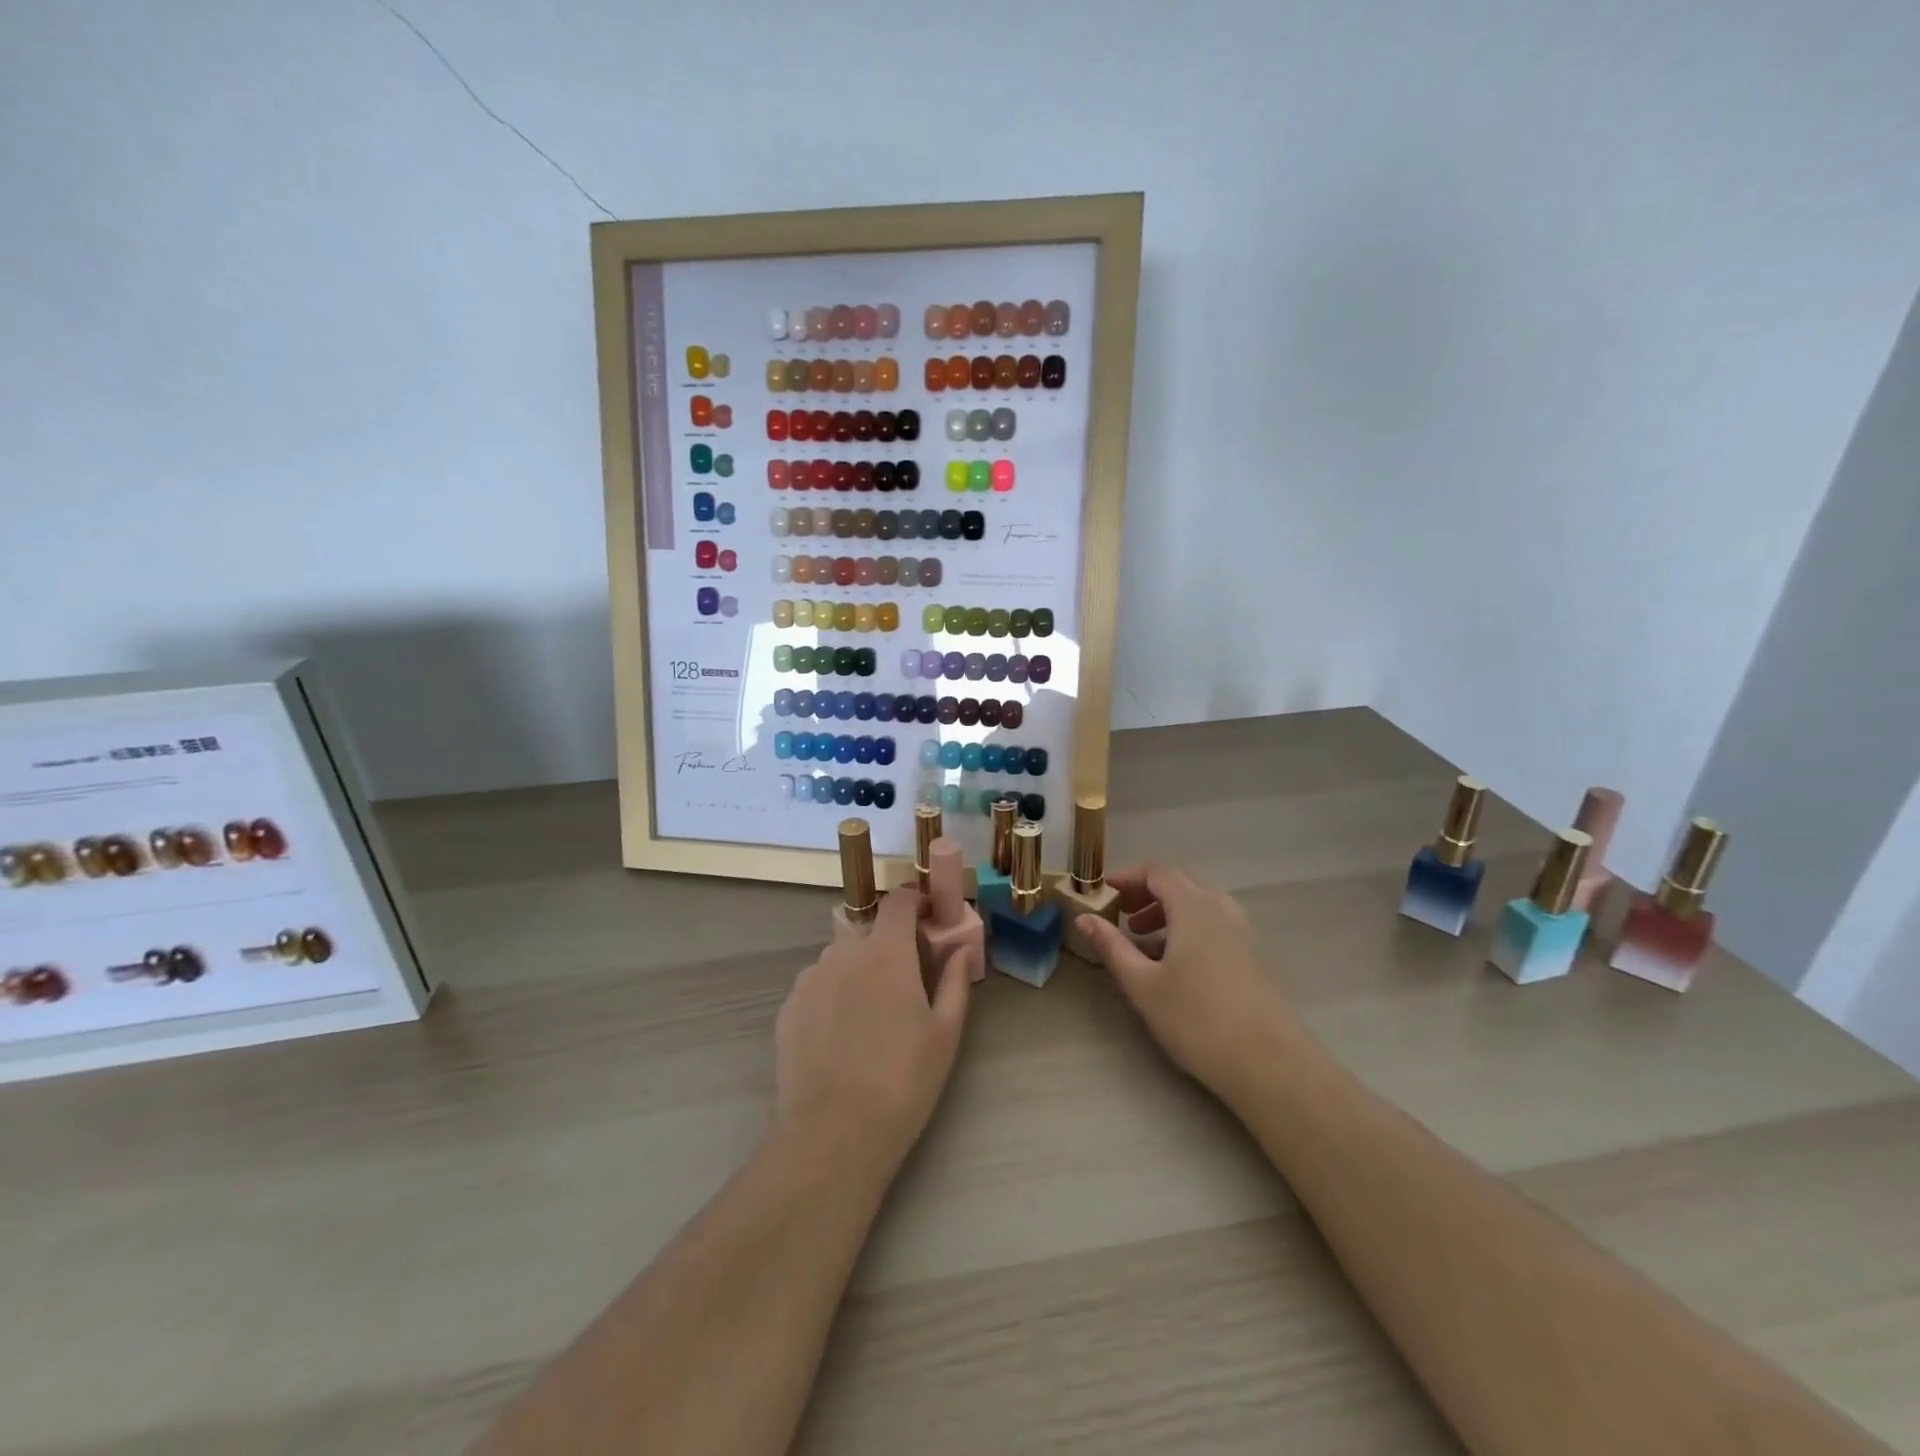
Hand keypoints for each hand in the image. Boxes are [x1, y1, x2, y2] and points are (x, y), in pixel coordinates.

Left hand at [775, 888, 970, 1172]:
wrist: (834, 1132)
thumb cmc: (903, 1080)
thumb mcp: (945, 1033)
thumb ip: (956, 981)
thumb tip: (962, 949)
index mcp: (886, 953)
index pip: (899, 902)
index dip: (915, 900)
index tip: (928, 915)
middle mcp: (843, 954)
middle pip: (868, 931)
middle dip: (887, 944)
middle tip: (903, 982)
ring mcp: (810, 980)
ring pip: (839, 959)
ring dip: (857, 970)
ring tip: (868, 1016)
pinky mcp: (788, 1008)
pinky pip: (816, 986)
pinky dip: (831, 996)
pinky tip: (840, 1036)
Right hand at [1074, 863, 1299, 1099]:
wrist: (1270, 1064)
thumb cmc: (1197, 1019)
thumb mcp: (1142, 984)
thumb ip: (1112, 946)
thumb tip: (1085, 918)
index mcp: (1194, 907)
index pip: (1158, 870)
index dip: (1128, 876)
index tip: (1106, 894)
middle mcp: (1222, 909)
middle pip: (1181, 883)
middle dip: (1147, 893)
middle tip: (1123, 916)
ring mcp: (1244, 933)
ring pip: (1201, 905)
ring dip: (1169, 912)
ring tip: (1145, 941)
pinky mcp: (1255, 957)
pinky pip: (1216, 925)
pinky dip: (1190, 928)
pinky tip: (1177, 964)